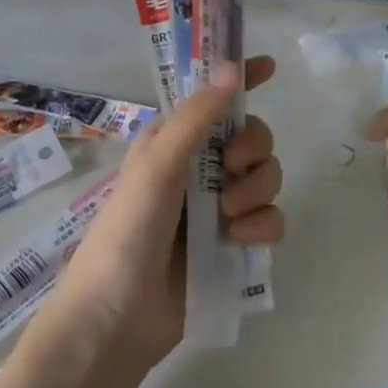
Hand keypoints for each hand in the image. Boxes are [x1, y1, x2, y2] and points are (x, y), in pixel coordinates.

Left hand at [40, 56, 283, 372]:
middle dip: (253, 147)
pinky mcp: (233, 244)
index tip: (270, 66)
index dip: (241, 79)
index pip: (213, 98)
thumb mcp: (157, 166)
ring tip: (228, 217)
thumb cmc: (127, 231)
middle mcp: (199, 167)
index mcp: (175, 140)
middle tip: (232, 167)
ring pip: (266, 177)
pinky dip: (261, 226)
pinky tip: (238, 241)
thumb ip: (197, 118)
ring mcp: (218, 207)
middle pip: (253, 136)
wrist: (116, 321)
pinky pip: (270, 219)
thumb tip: (232, 68)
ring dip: (256, 191)